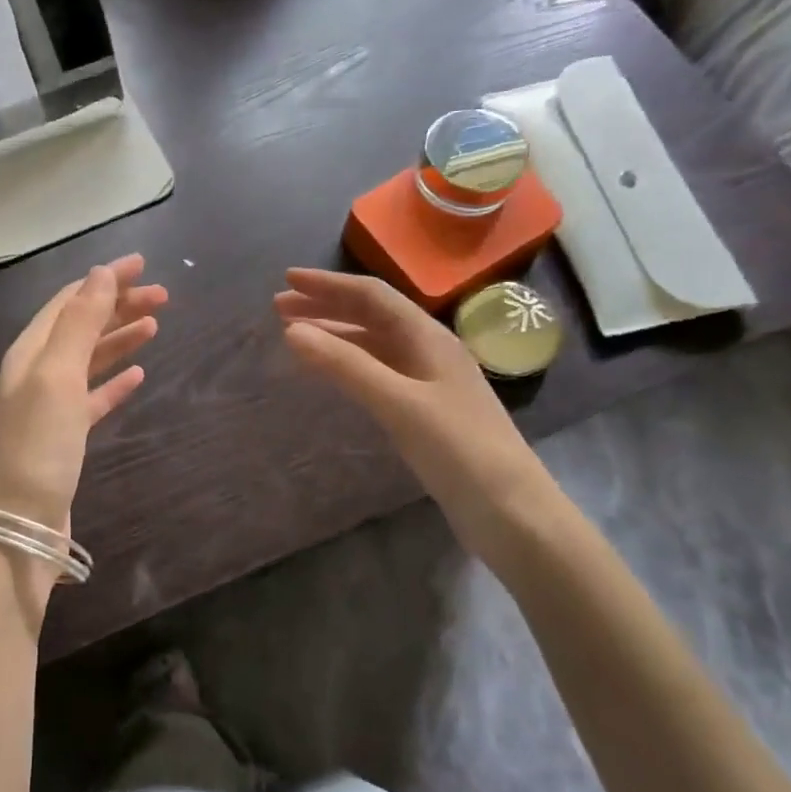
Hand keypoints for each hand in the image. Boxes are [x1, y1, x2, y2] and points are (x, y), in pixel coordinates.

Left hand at [0, 254, 165, 546]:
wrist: (18, 524)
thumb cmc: (36, 444)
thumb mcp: (56, 375)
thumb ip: (79, 322)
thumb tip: (100, 272)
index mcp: (29, 351)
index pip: (70, 300)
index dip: (104, 279)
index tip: (143, 264)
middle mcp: (36, 372)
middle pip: (81, 326)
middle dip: (119, 306)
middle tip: (164, 296)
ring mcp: (50, 406)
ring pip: (90, 360)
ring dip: (120, 339)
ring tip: (156, 325)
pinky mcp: (64, 437)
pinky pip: (93, 397)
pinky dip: (114, 382)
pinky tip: (138, 376)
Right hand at [274, 268, 536, 501]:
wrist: (510, 511)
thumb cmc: (457, 450)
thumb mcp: (398, 403)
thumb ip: (345, 366)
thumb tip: (291, 331)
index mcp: (428, 337)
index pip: (371, 296)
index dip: (328, 285)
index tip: (286, 280)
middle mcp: (428, 350)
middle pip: (371, 315)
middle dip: (325, 306)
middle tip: (279, 308)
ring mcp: (427, 380)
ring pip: (372, 343)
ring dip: (333, 333)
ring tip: (294, 335)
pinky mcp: (423, 409)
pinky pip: (376, 370)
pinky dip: (347, 363)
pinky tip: (330, 371)